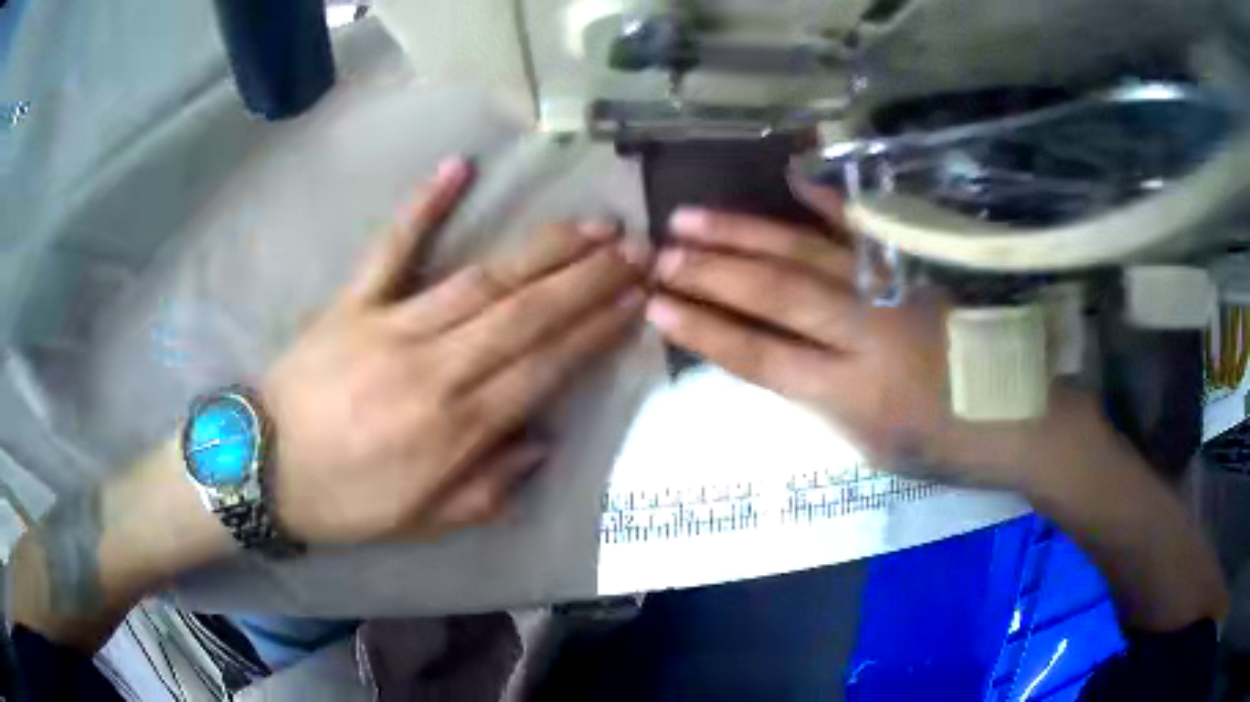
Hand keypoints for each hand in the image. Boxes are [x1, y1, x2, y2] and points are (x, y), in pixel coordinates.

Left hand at [262, 158, 649, 542]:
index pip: (545, 366)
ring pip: (481, 278)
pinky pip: (391, 248)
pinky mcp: (351, 302)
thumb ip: (489, 489)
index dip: (596, 329)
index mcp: (456, 428)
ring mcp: (390, 326)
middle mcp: (435, 369)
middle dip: (589, 278)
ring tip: (591, 224)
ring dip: (543, 248)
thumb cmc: (345, 503)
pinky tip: (460, 167)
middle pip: (526, 313)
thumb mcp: (424, 523)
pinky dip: (423, 205)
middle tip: (635, 247)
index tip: (636, 299)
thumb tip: (541, 440)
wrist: (263, 469)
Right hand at [645, 187, 1103, 489]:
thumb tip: (781, 357)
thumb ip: (822, 397)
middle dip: (710, 273)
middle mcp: (866, 335)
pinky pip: (866, 229)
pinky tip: (792, 179)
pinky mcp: (916, 268)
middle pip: (775, 295)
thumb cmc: (945, 446)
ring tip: (692, 216)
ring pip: (806, 255)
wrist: (1018, 414)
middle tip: (658, 253)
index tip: (656, 307)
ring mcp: (892, 291)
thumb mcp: (871, 446)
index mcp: (852, 395)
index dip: (705, 331)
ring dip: (746, 234)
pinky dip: (828, 203)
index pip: (761, 358)